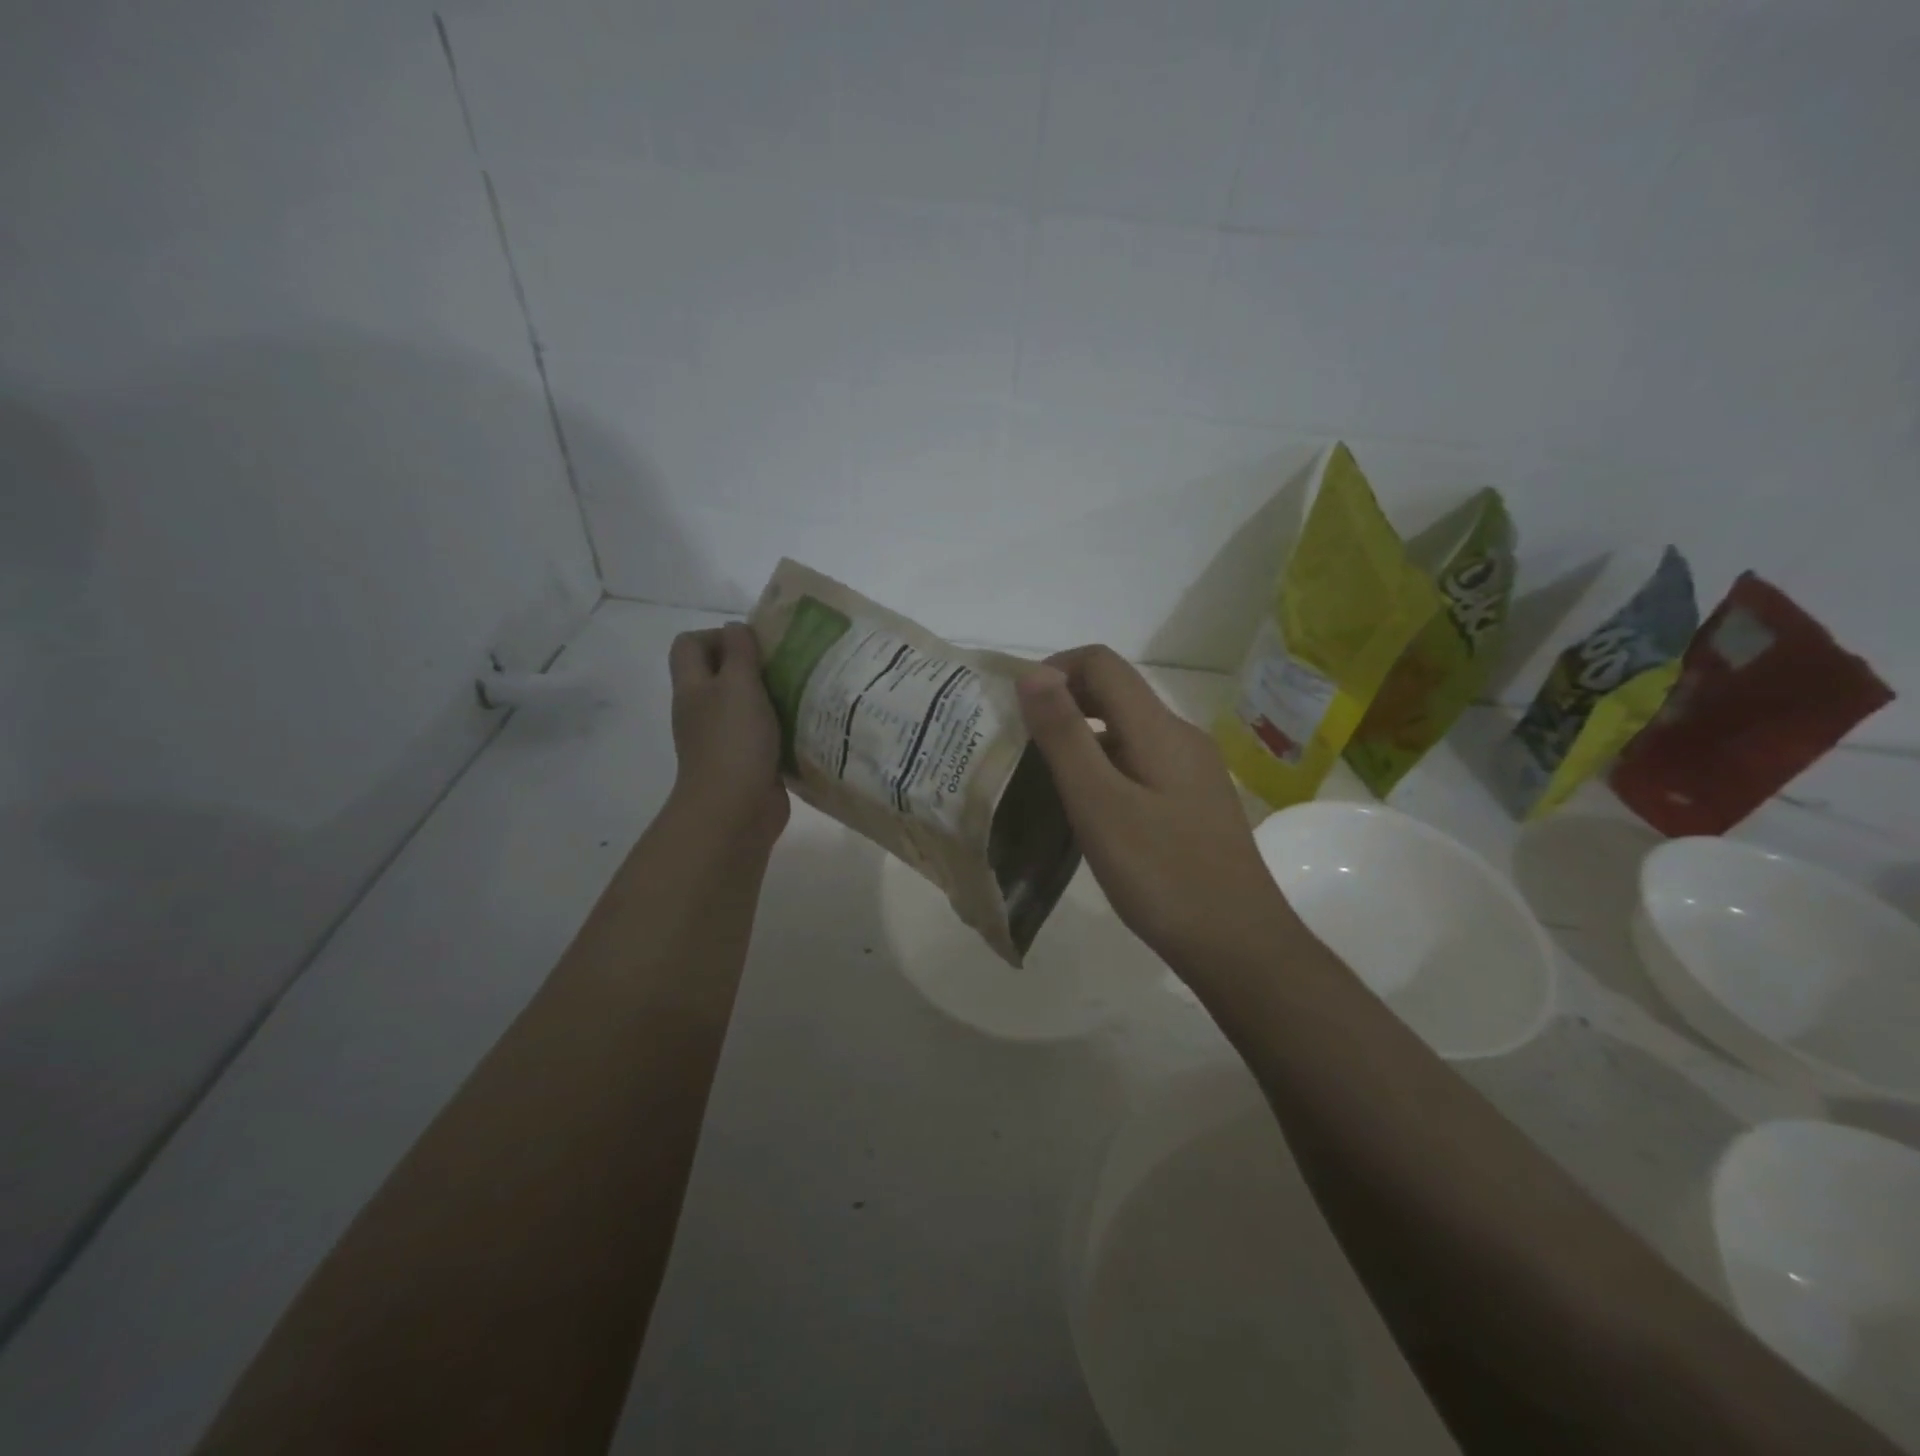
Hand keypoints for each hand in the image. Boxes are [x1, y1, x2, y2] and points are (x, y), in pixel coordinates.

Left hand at [667, 623, 788, 850]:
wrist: (735, 810)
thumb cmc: (734, 741)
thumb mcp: (738, 685)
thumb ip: (739, 653)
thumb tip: (737, 629)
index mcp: (693, 687)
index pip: (690, 644)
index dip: (719, 635)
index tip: (755, 646)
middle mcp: (703, 710)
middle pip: (720, 673)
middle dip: (753, 664)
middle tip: (788, 664)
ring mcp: (723, 738)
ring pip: (745, 704)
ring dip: (772, 696)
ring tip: (803, 691)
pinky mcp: (747, 761)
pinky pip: (763, 734)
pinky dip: (781, 727)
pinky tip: (806, 724)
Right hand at [1018, 646, 1292, 971]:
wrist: (1238, 945)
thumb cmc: (1162, 874)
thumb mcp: (1099, 804)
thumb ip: (1064, 736)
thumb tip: (1034, 674)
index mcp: (1159, 729)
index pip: (1102, 663)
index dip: (1054, 670)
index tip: (1016, 708)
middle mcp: (1180, 737)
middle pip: (1115, 694)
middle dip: (1063, 705)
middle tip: (1020, 744)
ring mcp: (1192, 771)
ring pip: (1126, 732)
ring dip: (1081, 741)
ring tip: (1042, 781)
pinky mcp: (1193, 802)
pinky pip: (1140, 764)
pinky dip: (1104, 770)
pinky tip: (1086, 812)